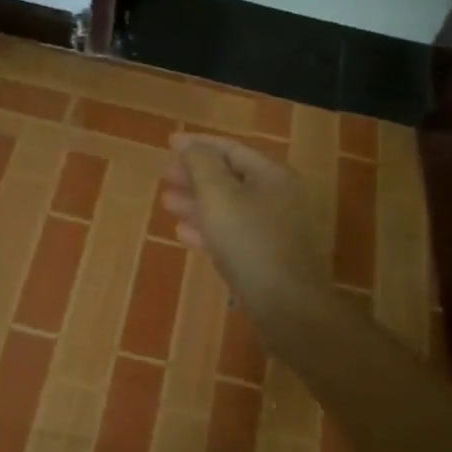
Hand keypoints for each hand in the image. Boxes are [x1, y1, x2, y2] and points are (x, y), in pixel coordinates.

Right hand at [161, 133, 332, 330]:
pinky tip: (183, 233)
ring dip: (197, 202)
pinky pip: (234, 233)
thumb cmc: (250, 243)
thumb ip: (201, 165)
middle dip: (195, 175)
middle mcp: (279, 197)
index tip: (169, 144)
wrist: (287, 307)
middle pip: (231, 177)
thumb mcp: (219, 197)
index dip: (198, 145)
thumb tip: (189, 144)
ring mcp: (275, 229)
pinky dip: (209, 228)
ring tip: (167, 202)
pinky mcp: (267, 256)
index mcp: (273, 175)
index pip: (232, 149)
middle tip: (164, 176)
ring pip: (230, 207)